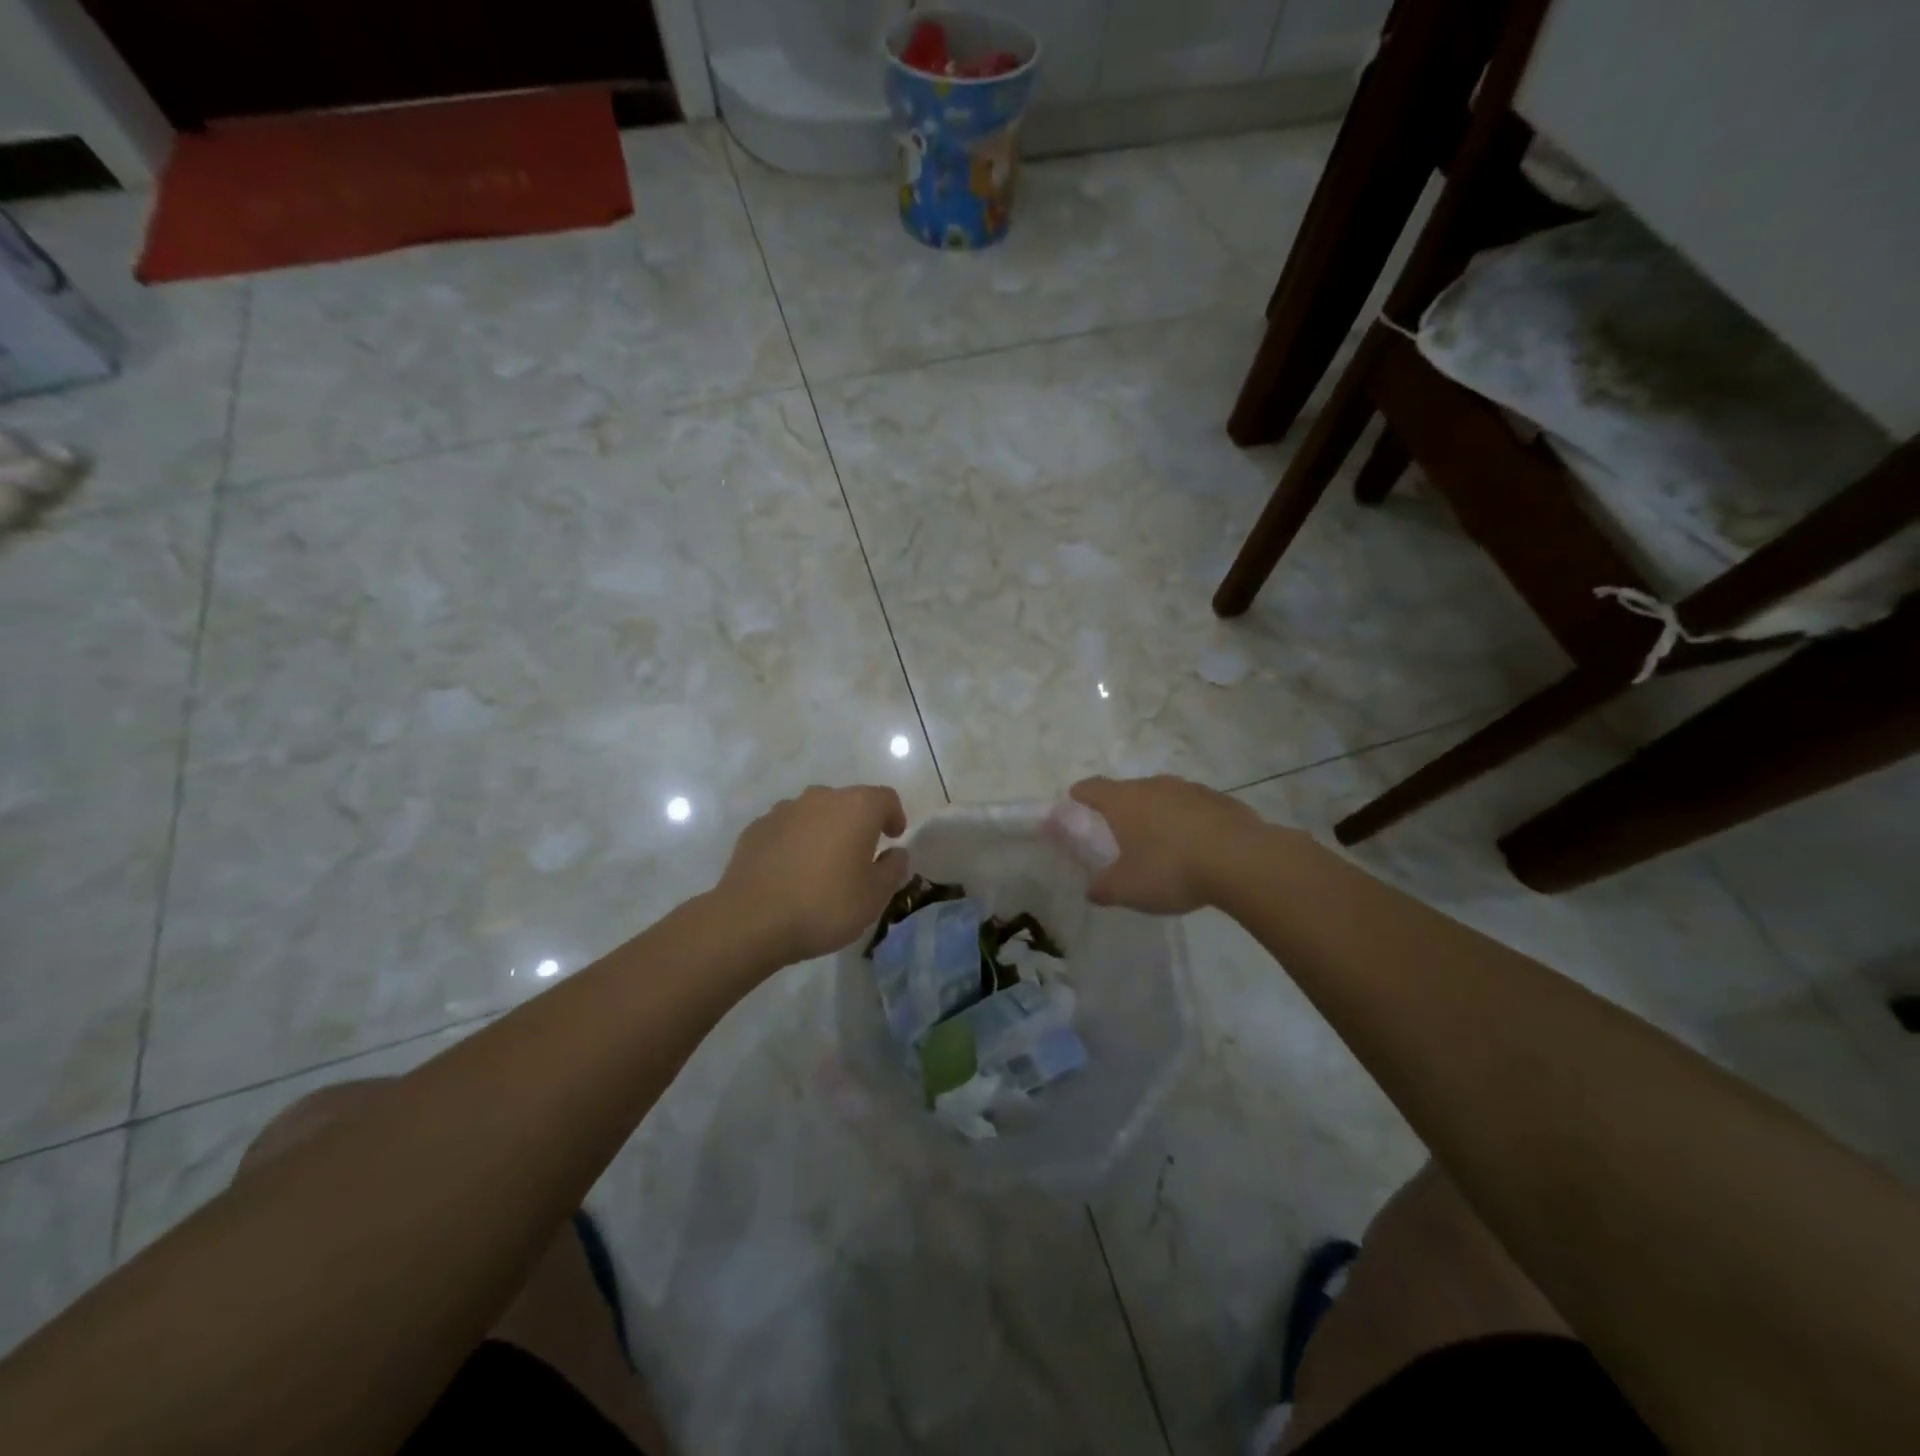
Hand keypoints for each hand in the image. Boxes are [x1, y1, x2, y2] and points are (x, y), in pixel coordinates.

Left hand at [717, 785, 910, 963]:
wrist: (751, 920)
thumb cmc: (824, 905)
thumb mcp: (874, 896)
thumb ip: (893, 869)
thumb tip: (896, 853)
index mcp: (856, 808)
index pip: (885, 798)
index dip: (894, 816)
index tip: (894, 838)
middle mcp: (820, 798)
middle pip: (848, 802)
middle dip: (858, 823)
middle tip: (860, 855)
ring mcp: (783, 810)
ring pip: (814, 813)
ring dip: (824, 831)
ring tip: (823, 865)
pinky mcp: (756, 828)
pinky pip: (787, 828)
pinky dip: (796, 842)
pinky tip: (792, 871)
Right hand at [1069, 775, 1264, 914]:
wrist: (1242, 861)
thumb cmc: (1171, 869)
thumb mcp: (1128, 889)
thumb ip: (1104, 888)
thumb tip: (1092, 890)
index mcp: (1124, 801)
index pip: (1093, 787)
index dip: (1081, 793)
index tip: (1075, 799)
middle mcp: (1154, 786)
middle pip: (1130, 789)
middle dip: (1122, 807)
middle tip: (1120, 830)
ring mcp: (1190, 789)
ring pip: (1165, 796)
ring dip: (1159, 813)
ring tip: (1161, 840)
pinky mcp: (1221, 800)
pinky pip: (1195, 807)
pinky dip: (1189, 820)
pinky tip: (1197, 845)